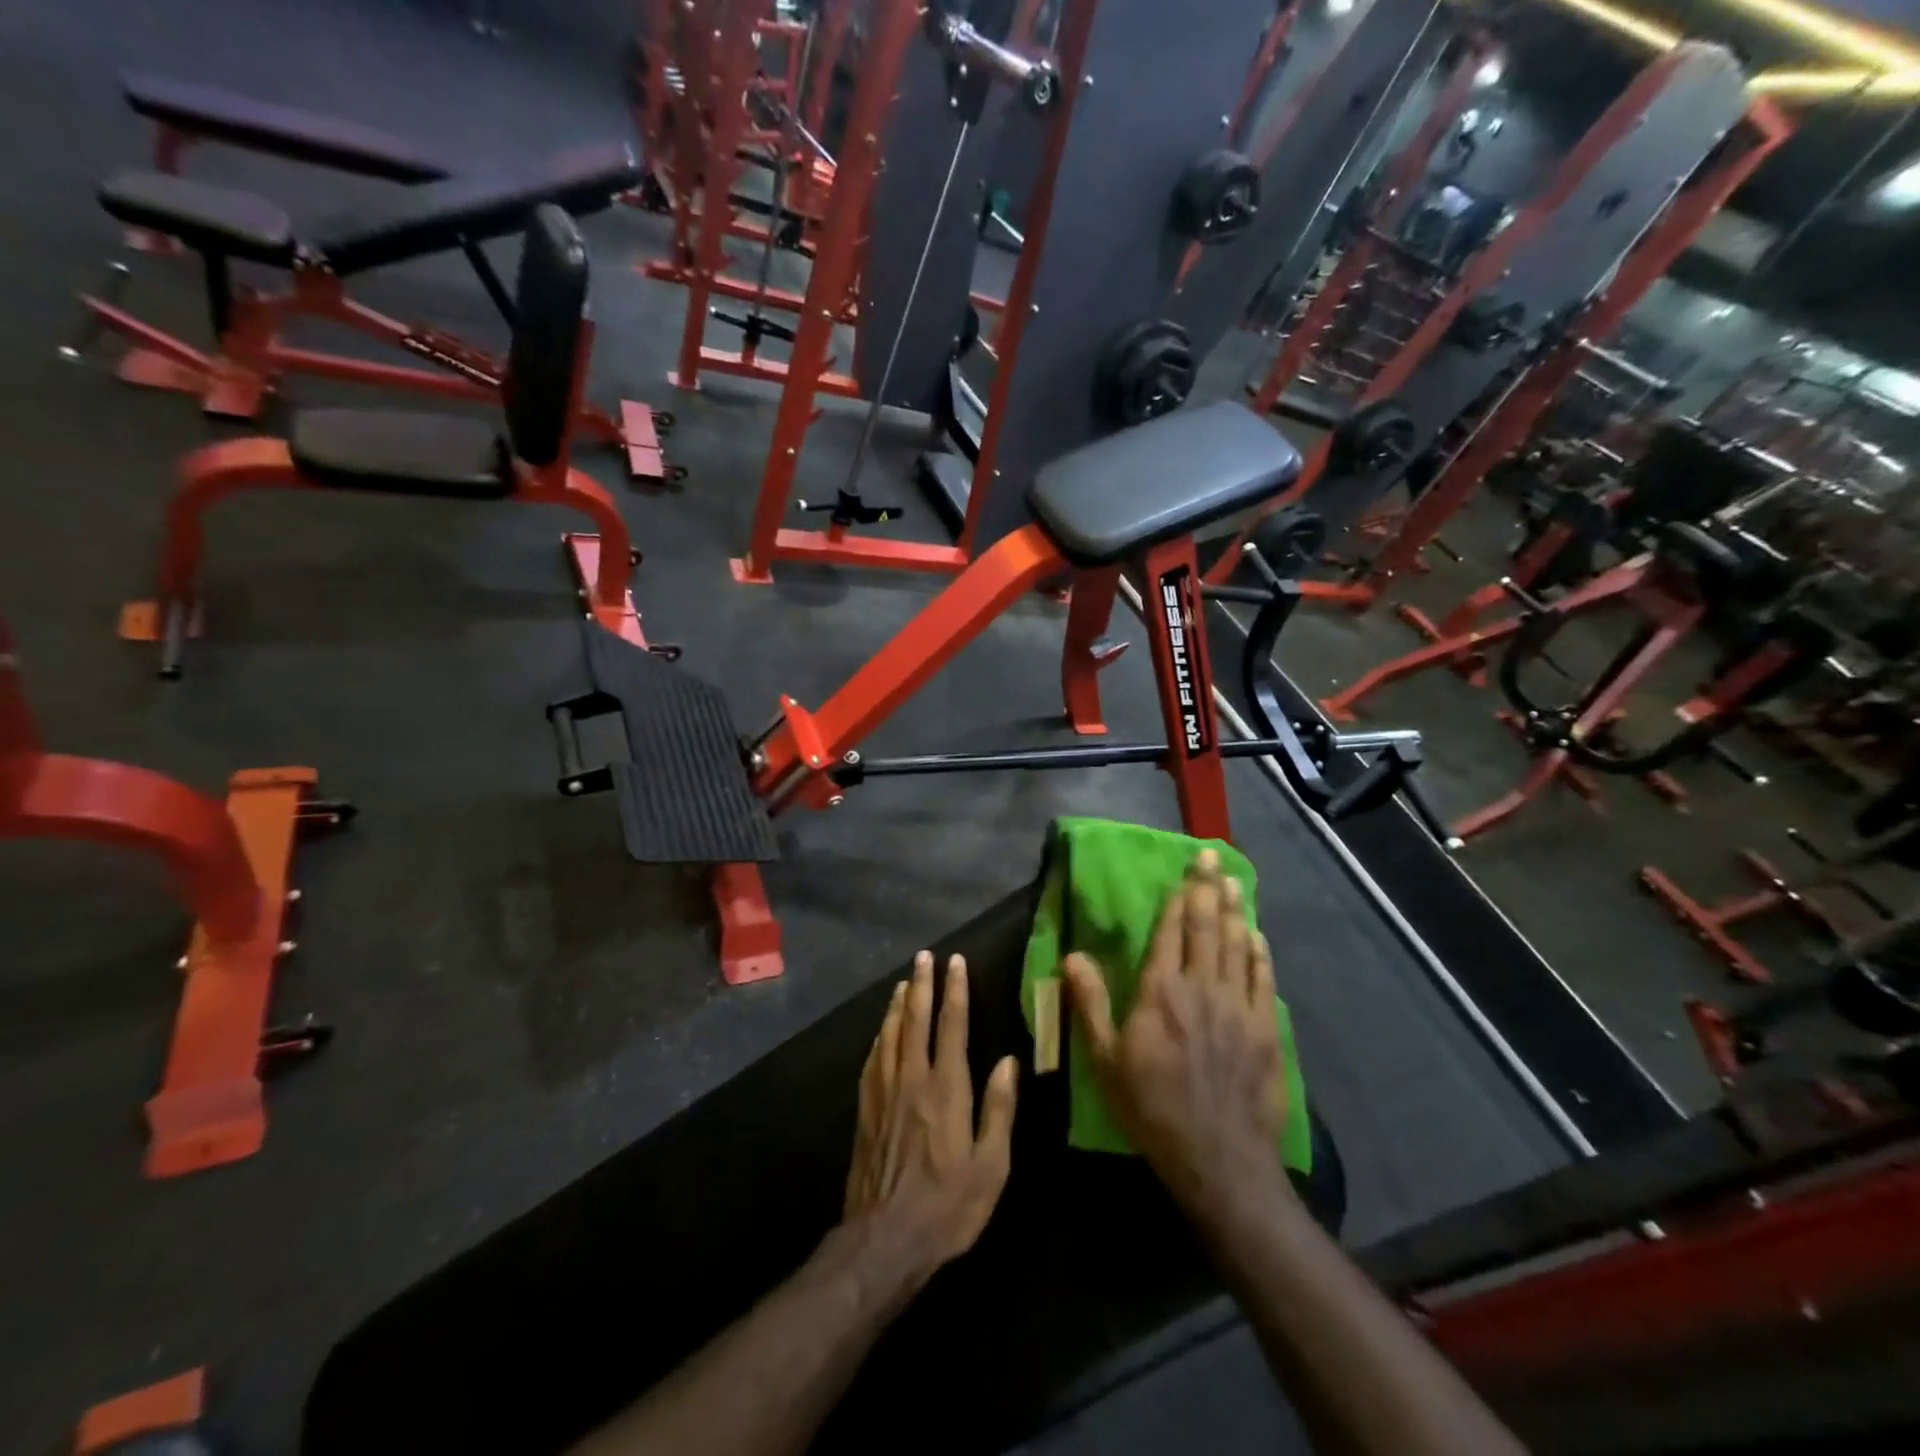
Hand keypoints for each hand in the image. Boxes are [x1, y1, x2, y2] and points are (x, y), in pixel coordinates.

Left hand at [843, 951, 1018, 1284]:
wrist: (884, 1239)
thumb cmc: (948, 1206)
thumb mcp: (991, 1166)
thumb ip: (999, 1109)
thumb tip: (1008, 1061)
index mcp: (946, 1089)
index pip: (952, 1026)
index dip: (955, 991)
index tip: (956, 962)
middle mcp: (912, 1079)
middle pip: (916, 1020)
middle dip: (922, 985)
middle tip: (924, 957)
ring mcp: (884, 1092)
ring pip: (891, 1034)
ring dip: (899, 1004)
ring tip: (904, 982)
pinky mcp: (865, 1109)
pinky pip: (873, 1058)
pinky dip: (880, 1035)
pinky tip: (882, 1030)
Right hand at [1062, 851, 1286, 1215]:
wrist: (1218, 1158)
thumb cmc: (1152, 1107)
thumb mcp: (1105, 1060)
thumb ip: (1090, 1004)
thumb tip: (1072, 955)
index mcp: (1161, 992)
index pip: (1170, 932)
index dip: (1178, 898)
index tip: (1185, 871)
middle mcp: (1201, 988)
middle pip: (1206, 928)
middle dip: (1207, 889)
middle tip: (1212, 857)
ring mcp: (1238, 1007)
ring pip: (1237, 946)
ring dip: (1234, 911)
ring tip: (1233, 882)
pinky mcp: (1266, 1029)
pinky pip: (1263, 979)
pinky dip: (1259, 953)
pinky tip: (1257, 936)